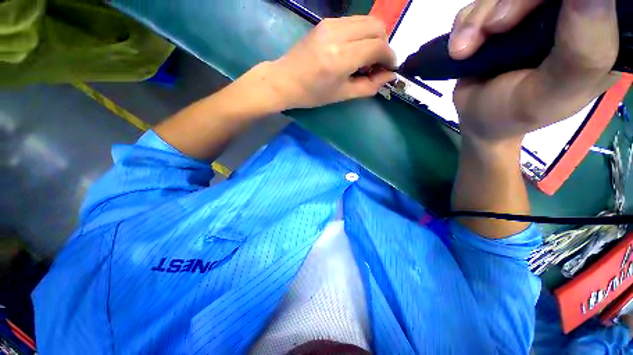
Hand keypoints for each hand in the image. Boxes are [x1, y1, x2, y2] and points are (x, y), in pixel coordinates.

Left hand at [262, 16, 395, 109]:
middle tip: (376, 64)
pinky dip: (361, 34)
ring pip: (367, 21)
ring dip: (373, 38)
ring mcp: (331, 24)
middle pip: (377, 27)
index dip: (389, 57)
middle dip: (383, 45)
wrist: (284, 80)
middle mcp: (338, 34)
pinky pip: (354, 22)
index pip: (378, 47)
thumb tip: (389, 76)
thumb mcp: (342, 95)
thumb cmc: (312, 94)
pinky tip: (354, 50)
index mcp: (341, 57)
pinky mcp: (326, 22)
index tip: (389, 69)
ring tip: (365, 59)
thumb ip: (368, 86)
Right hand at [449, 0, 620, 145]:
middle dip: (509, 3)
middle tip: (489, 32)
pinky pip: (479, 2)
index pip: (589, 0)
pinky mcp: (502, 13)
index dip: (549, 2)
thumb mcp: (554, 93)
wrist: (475, 118)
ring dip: (477, 17)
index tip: (518, 21)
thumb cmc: (513, 114)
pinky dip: (465, 22)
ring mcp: (532, 11)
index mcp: (598, 33)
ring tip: (463, 51)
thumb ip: (584, 53)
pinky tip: (461, 47)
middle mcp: (567, 14)